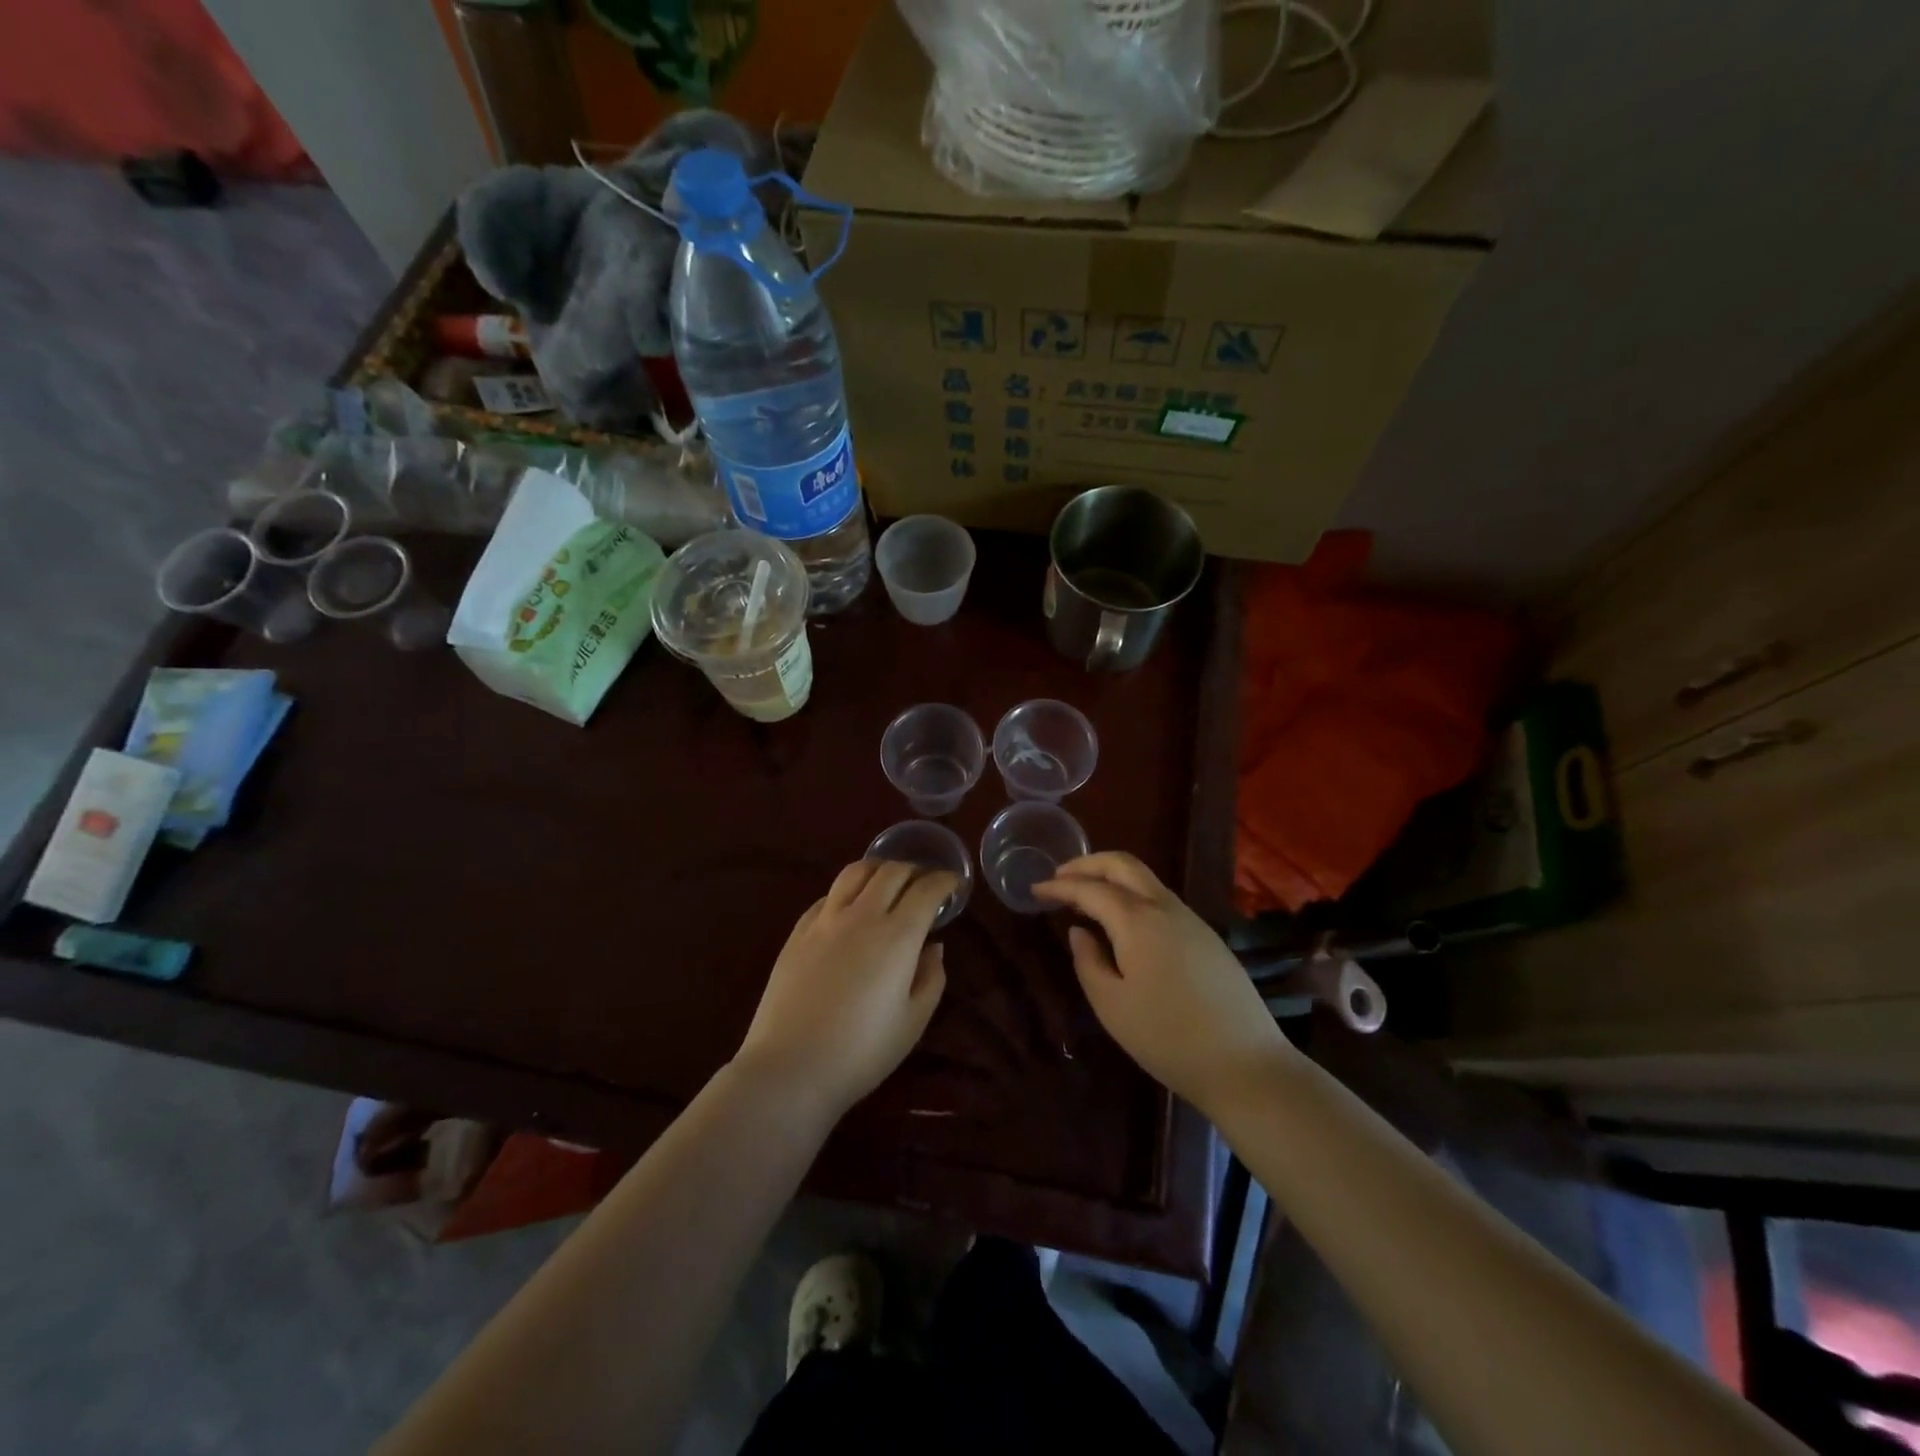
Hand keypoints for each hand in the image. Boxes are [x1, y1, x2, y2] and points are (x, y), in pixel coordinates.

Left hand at [733, 860, 954, 1118]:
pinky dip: (848, 891)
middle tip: (925, 883)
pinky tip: (850, 908)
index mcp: (897, 935)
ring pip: (855, 872)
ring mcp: (825, 920)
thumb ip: (931, 977)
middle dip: (915, 870)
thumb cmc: (862, 1052)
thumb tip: (933, 946)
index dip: (945, 881)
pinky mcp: (798, 932)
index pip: (926, 889)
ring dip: (879, 869)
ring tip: (888, 883)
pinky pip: (828, 896)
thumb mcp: (913, 1021)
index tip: (954, 884)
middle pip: (892, 871)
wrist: (790, 1068)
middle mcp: (862, 915)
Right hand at [1033, 853, 1290, 1111]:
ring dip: (1112, 877)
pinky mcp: (1206, 937)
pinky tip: (1122, 921)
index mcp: (1137, 920)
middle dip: (1088, 863)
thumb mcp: (1112, 1005)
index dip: (1060, 886)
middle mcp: (1165, 907)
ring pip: (1145, 879)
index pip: (1090, 889)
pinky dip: (1132, 895)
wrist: (1245, 1064)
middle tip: (1060, 876)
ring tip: (1085, 896)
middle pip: (1123, 865)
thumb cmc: (1167, 1037)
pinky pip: (1161, 899)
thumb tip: (1080, 932)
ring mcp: (1191, 919)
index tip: (1035, 889)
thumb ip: (1088, 962)